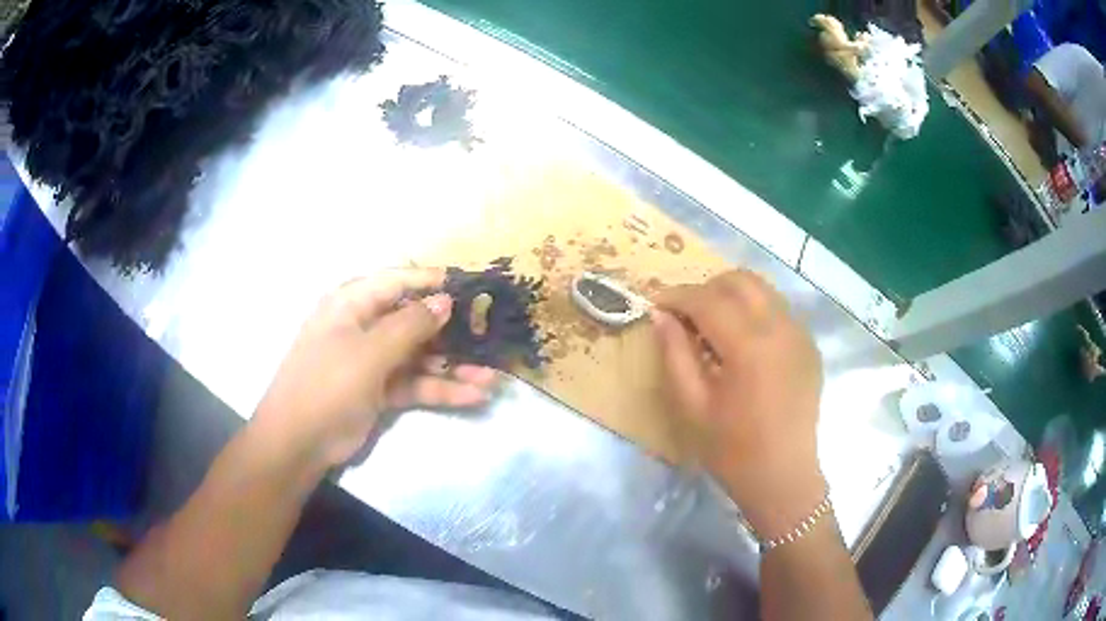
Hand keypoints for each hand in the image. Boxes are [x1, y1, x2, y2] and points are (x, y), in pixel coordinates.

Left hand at [254, 268, 497, 469]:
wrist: (298, 443)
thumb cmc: (327, 385)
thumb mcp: (369, 353)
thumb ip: (410, 325)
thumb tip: (445, 300)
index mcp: (351, 304)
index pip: (397, 281)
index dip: (433, 281)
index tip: (471, 285)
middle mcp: (364, 326)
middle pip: (414, 320)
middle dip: (452, 331)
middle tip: (490, 335)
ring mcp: (373, 360)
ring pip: (420, 356)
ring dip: (453, 367)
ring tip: (492, 377)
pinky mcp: (380, 390)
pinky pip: (415, 383)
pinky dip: (441, 390)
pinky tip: (474, 396)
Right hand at [652, 270, 825, 538]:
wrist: (783, 477)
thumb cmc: (733, 450)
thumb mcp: (693, 406)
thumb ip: (675, 354)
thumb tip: (661, 315)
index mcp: (750, 346)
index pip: (708, 300)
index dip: (677, 296)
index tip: (656, 303)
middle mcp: (781, 328)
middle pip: (740, 280)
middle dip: (707, 287)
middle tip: (685, 314)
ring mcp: (801, 334)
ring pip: (763, 290)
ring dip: (732, 296)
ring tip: (712, 325)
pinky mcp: (809, 346)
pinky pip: (779, 310)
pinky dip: (755, 312)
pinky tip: (742, 343)